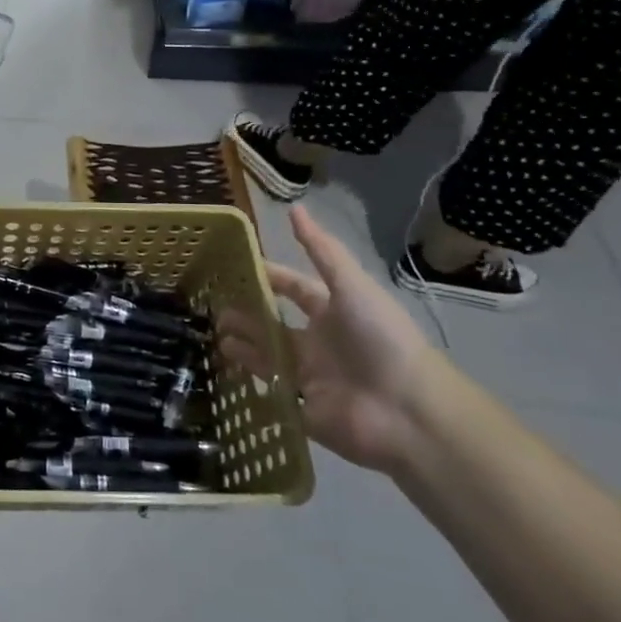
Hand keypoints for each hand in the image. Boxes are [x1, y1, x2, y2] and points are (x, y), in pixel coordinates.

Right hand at [218, 205, 439, 473]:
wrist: (407, 413)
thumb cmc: (381, 341)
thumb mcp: (352, 287)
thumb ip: (322, 251)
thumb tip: (295, 208)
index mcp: (332, 312)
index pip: (294, 288)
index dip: (268, 277)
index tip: (233, 268)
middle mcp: (319, 343)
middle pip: (274, 324)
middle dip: (245, 314)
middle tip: (213, 308)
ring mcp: (310, 377)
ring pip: (267, 356)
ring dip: (242, 345)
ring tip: (215, 335)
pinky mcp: (303, 409)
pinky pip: (270, 392)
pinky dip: (249, 381)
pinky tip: (225, 367)